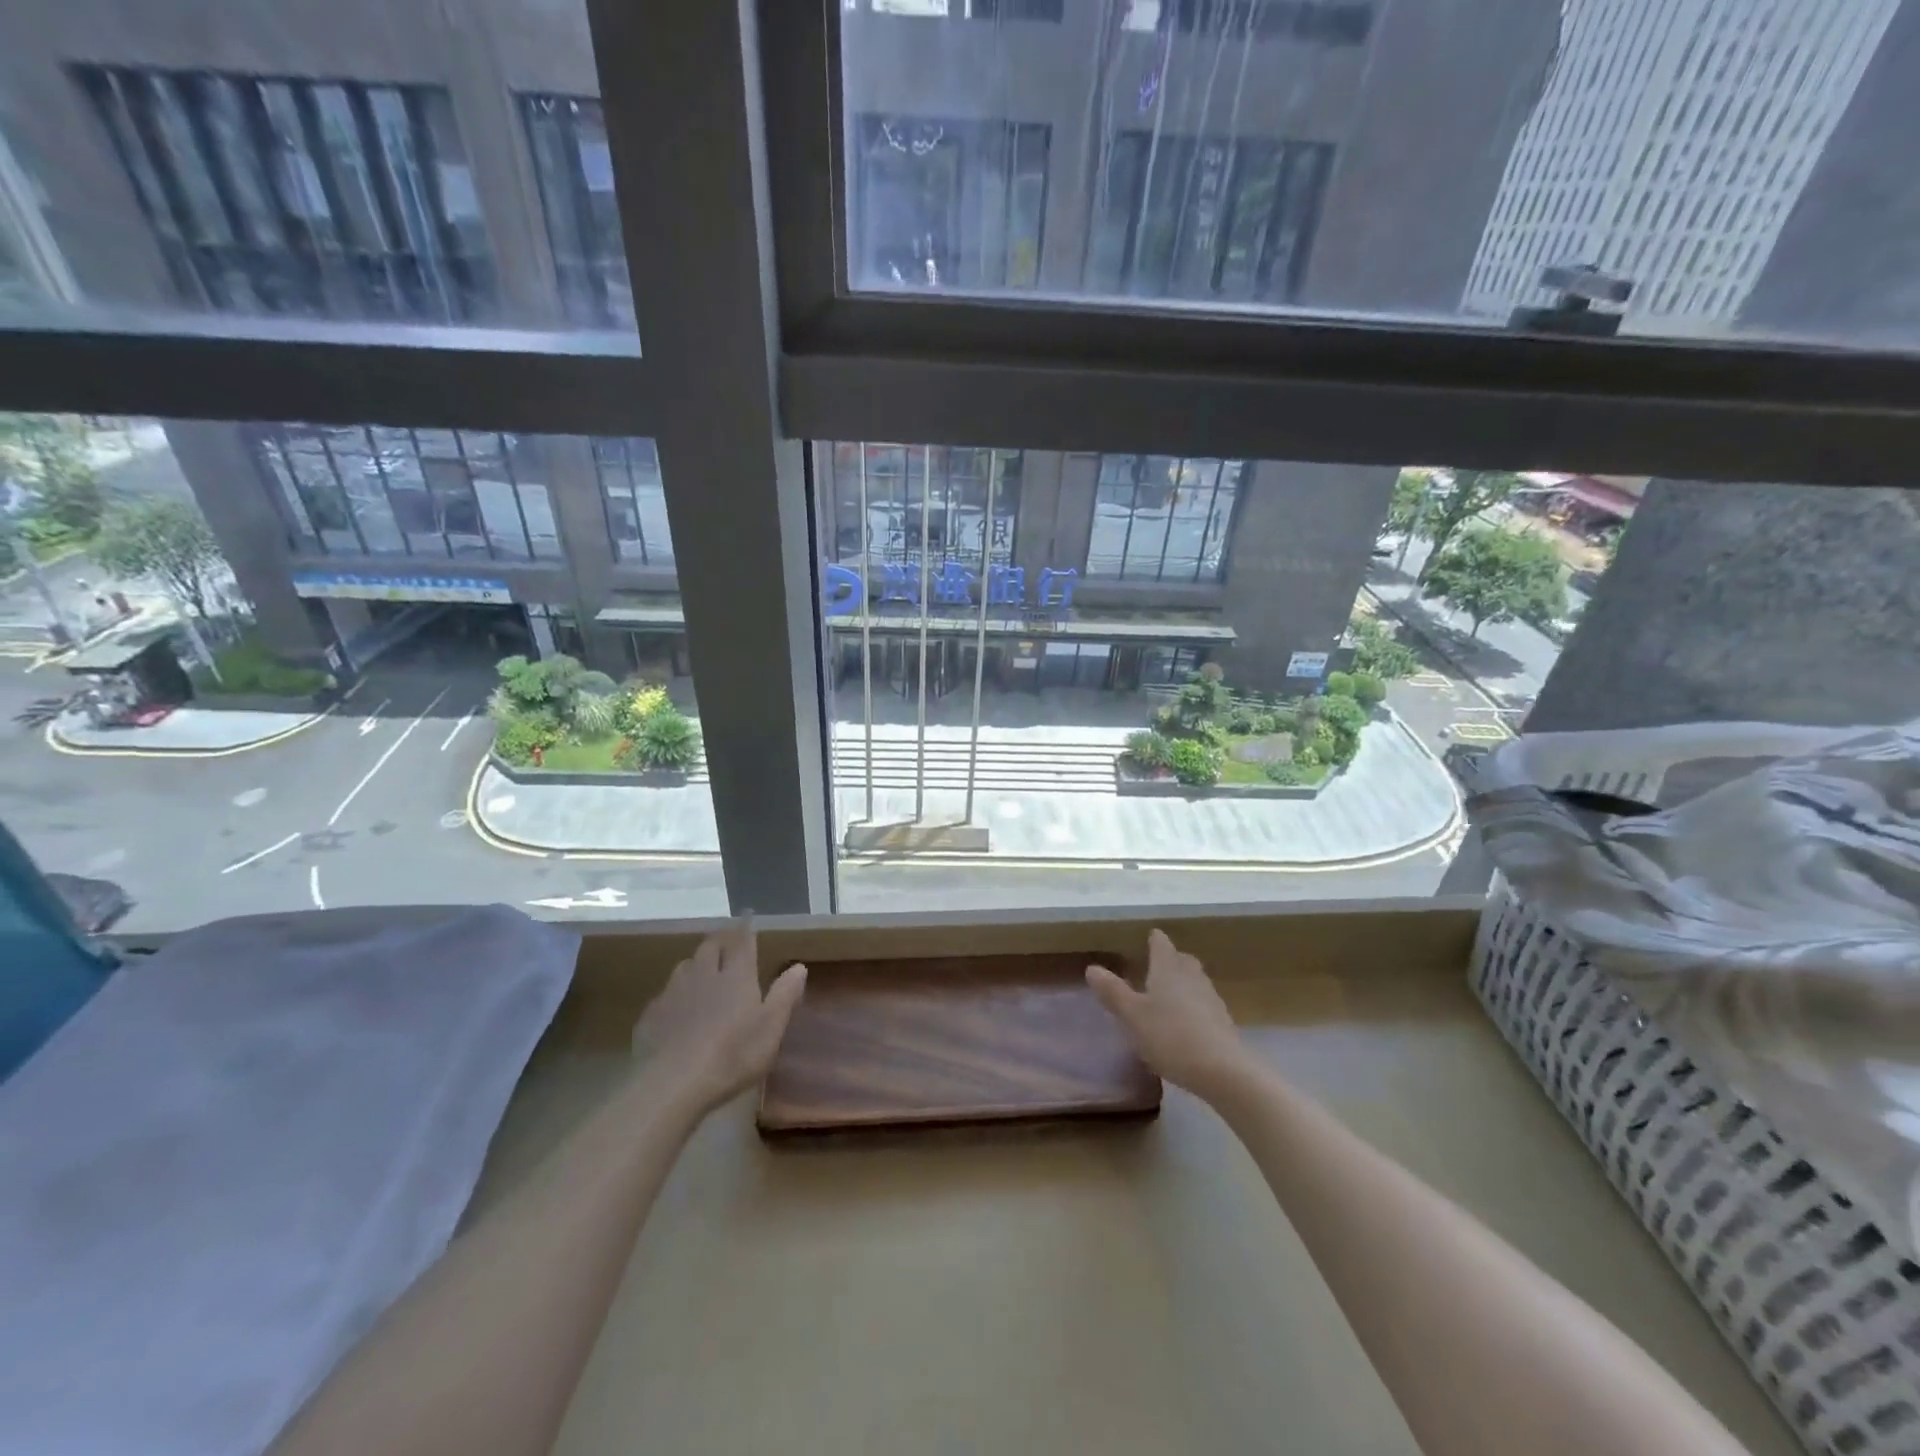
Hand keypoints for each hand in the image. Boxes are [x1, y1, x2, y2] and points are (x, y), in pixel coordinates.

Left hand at [631, 920, 806, 1114]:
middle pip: (710, 947)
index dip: (746, 929)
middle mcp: (704, 975)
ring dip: (695, 964)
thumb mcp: (770, 1029)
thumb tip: (799, 966)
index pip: (743, 943)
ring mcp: (674, 993)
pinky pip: (665, 994)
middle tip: (726, 943)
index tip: (748, 917)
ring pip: (685, 966)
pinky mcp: (651, 1015)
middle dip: (719, 941)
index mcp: (737, 976)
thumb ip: (785, 995)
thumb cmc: (732, 1055)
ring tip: (701, 971)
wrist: (672, 1083)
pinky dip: (675, 994)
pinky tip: (676, 1009)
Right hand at [1087, 929, 1252, 1100]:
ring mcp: (1210, 997)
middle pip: (1181, 959)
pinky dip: (1191, 1006)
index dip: (1153, 940)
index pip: (1161, 943)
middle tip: (1154, 966)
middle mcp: (1191, 976)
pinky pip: (1203, 1003)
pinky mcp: (1222, 1021)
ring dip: (1181, 983)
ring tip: (1165, 996)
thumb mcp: (1132, 1016)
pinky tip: (1183, 1024)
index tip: (1147, 938)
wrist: (1224, 1071)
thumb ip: (1113, 992)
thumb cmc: (1170, 1036)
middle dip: (1169, 960)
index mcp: (1168, 968)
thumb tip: (1092, 968)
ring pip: (1194, 981)